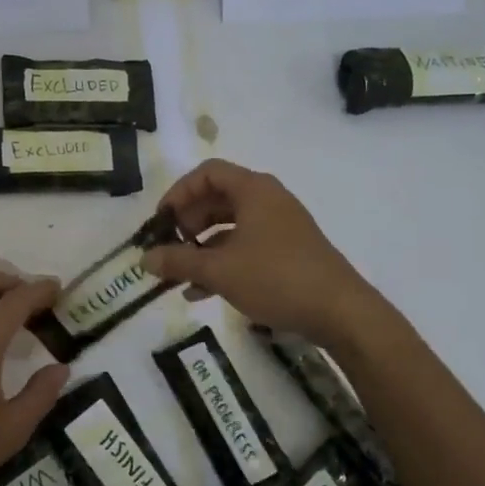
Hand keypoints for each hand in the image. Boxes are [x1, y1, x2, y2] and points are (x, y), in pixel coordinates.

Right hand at [141, 159, 384, 347]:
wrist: (340, 312)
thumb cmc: (276, 278)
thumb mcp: (220, 271)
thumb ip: (178, 262)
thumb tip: (144, 259)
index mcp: (253, 190)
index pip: (207, 173)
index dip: (178, 193)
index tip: (161, 222)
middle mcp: (267, 200)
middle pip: (216, 199)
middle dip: (187, 224)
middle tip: (169, 249)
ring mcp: (280, 226)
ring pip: (229, 227)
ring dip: (201, 248)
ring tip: (180, 276)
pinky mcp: (287, 251)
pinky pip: (245, 246)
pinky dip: (222, 262)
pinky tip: (202, 292)